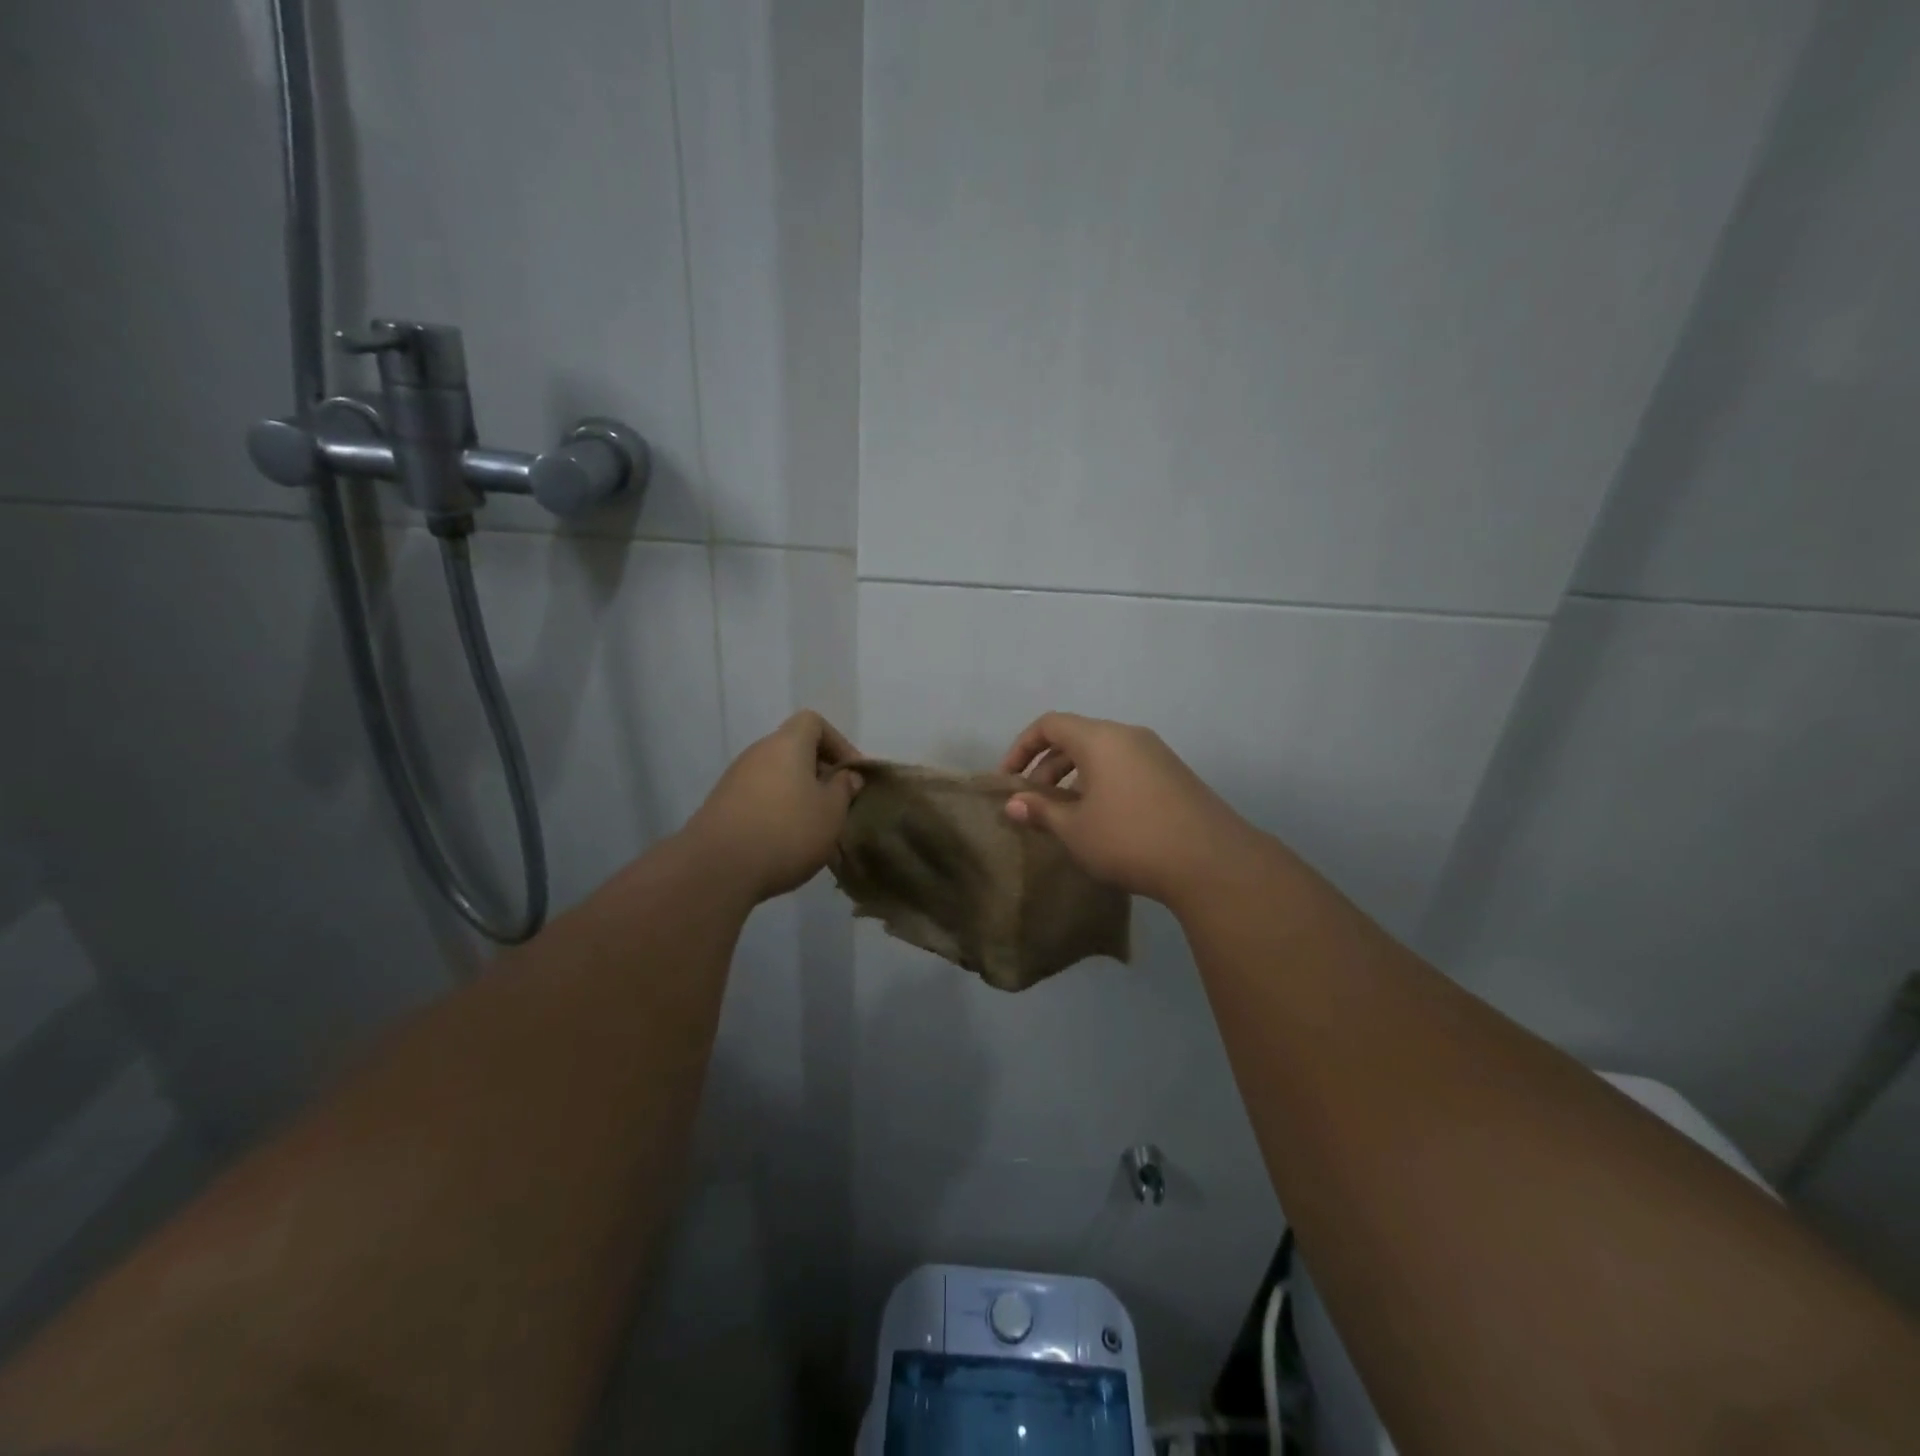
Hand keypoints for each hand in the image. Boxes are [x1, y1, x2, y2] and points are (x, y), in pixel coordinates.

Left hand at [687, 711, 863, 902]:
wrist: (717, 868)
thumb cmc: (787, 831)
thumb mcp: (831, 812)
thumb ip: (844, 789)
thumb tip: (847, 775)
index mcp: (787, 744)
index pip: (813, 722)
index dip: (838, 742)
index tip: (851, 773)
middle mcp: (757, 753)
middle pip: (794, 749)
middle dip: (819, 772)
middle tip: (837, 803)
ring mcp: (735, 779)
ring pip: (777, 775)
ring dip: (798, 793)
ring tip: (814, 826)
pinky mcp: (721, 805)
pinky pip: (759, 797)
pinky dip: (776, 809)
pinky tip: (785, 841)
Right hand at [1000, 712, 1260, 904]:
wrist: (1211, 862)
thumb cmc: (1130, 839)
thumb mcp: (1076, 829)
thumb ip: (1041, 811)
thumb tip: (1013, 803)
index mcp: (1100, 738)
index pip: (1049, 725)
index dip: (1022, 748)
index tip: (1009, 780)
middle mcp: (1128, 736)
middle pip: (1076, 738)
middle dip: (1047, 767)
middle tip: (1034, 804)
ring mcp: (1156, 754)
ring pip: (1102, 755)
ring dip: (1075, 778)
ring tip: (1065, 816)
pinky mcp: (1173, 775)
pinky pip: (1125, 767)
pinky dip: (1102, 784)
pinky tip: (1102, 820)